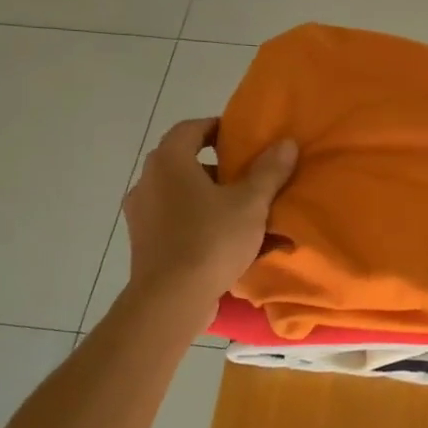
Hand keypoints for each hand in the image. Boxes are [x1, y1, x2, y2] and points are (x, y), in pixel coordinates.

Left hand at [123, 117, 297, 308]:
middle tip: (247, 175)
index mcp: (169, 162)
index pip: (190, 129)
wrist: (171, 300)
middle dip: (217, 167)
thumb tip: (286, 143)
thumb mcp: (250, 203)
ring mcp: (141, 215)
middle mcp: (148, 182)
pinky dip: (197, 223)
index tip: (241, 137)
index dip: (216, 128)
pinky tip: (223, 240)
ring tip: (240, 211)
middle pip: (183, 162)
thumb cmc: (210, 240)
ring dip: (207, 197)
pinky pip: (175, 222)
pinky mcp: (144, 244)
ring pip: (179, 195)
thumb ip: (268, 171)